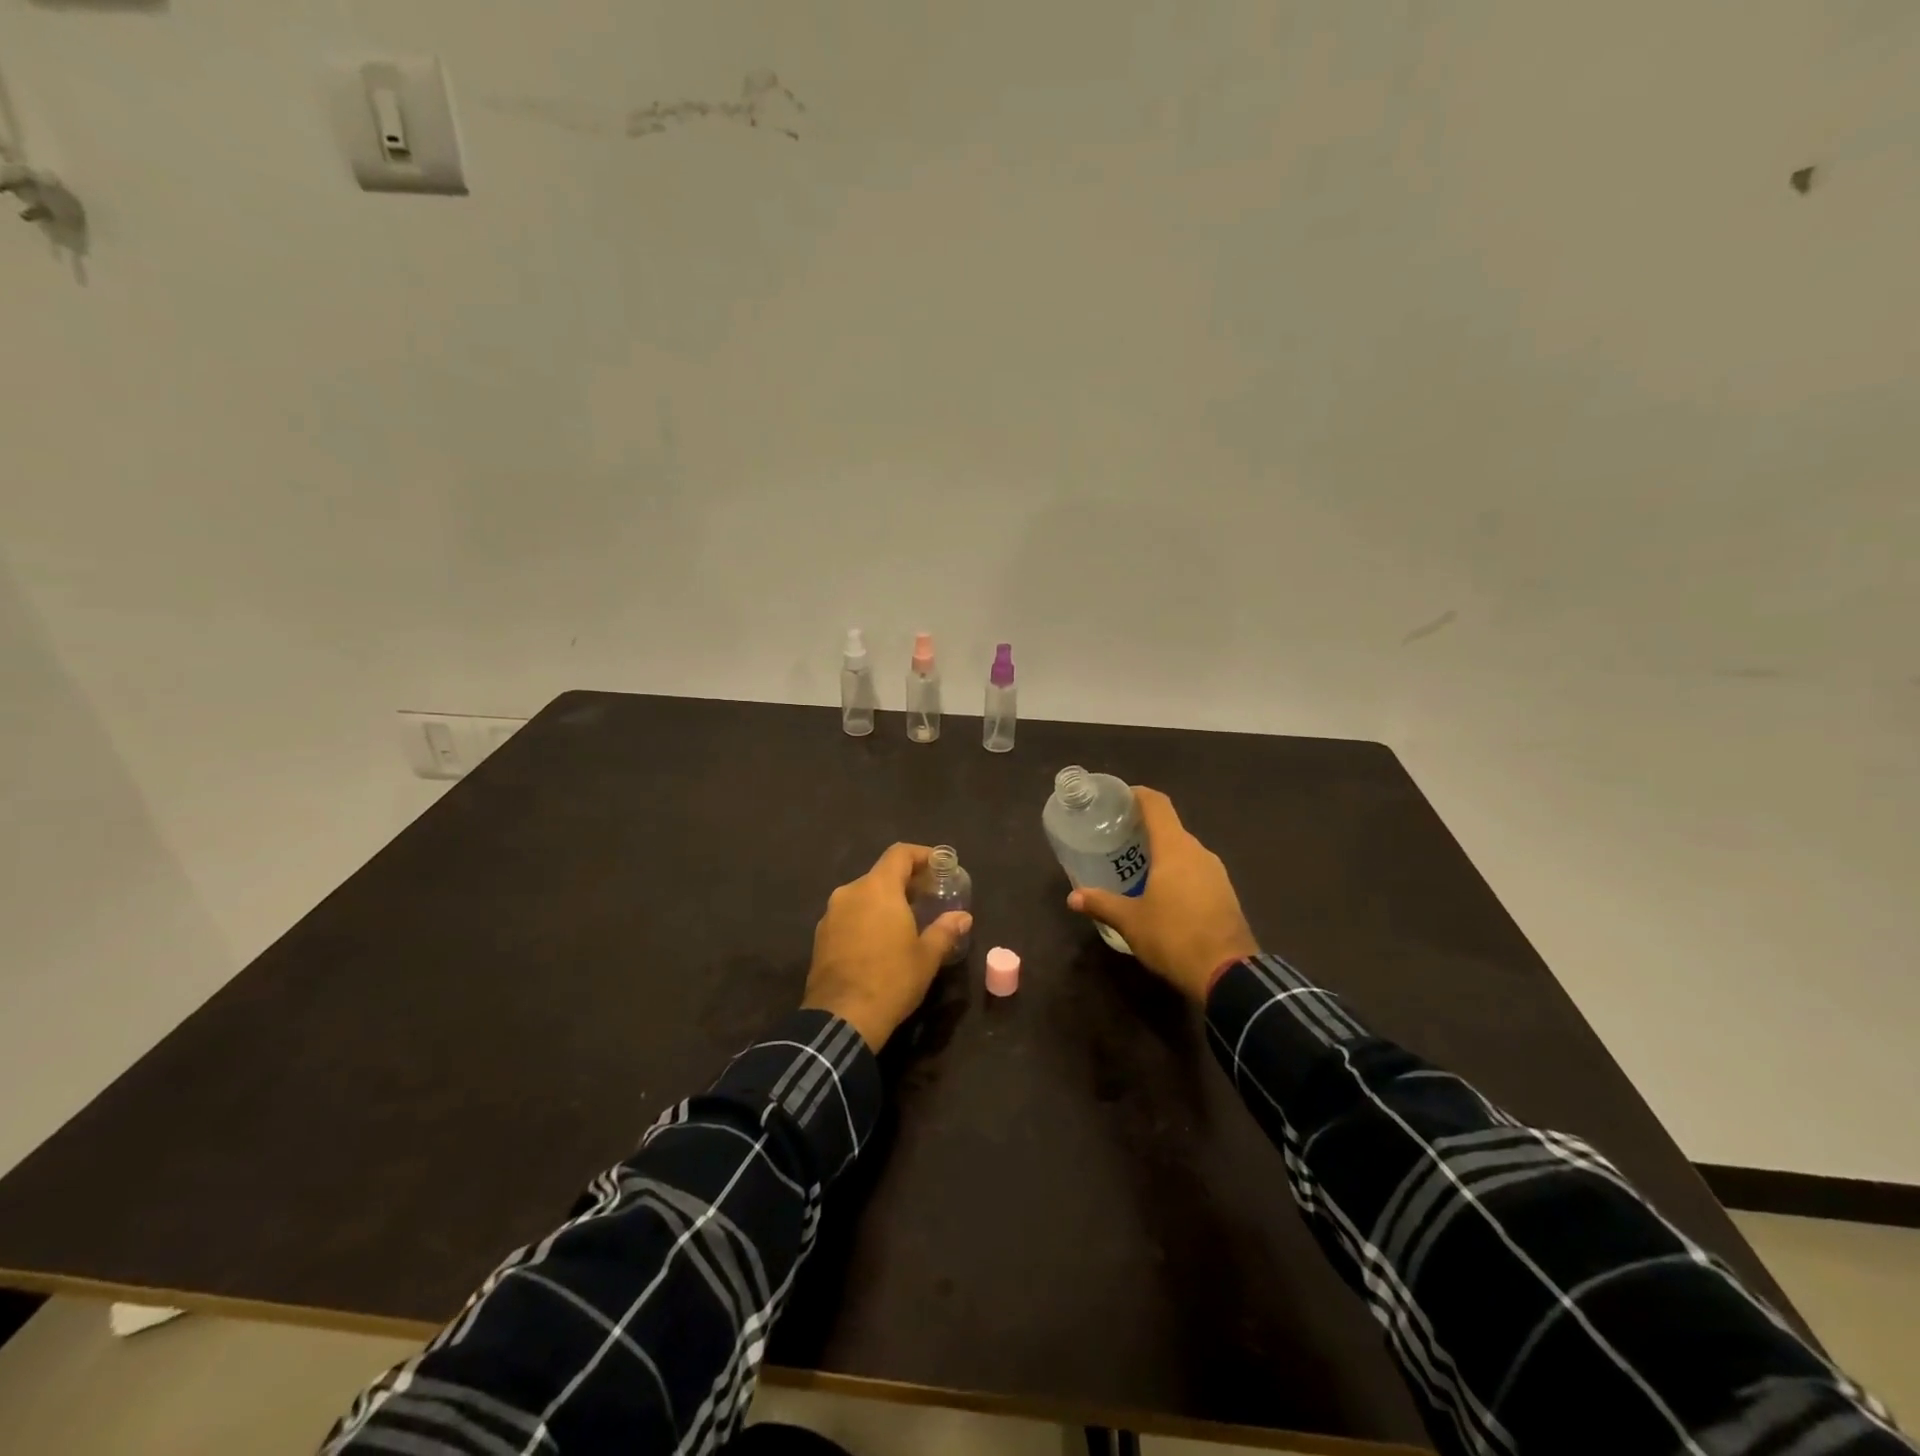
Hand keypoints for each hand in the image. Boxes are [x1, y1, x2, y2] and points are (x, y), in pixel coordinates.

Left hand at [803, 843, 972, 1050]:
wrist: (842, 1018)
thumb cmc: (891, 980)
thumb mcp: (927, 956)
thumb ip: (945, 930)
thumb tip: (963, 917)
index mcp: (878, 889)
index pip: (899, 854)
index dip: (921, 855)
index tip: (939, 866)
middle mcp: (851, 892)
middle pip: (881, 874)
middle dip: (905, 882)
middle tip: (928, 897)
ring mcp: (831, 914)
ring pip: (863, 895)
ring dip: (885, 901)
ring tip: (906, 920)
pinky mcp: (821, 936)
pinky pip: (849, 915)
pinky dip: (867, 918)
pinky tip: (880, 941)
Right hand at [1067, 787, 1257, 1001]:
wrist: (1228, 974)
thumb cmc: (1174, 936)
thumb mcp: (1130, 921)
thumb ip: (1101, 903)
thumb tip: (1073, 897)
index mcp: (1175, 848)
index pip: (1157, 804)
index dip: (1138, 795)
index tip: (1118, 799)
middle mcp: (1198, 852)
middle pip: (1170, 827)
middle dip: (1144, 829)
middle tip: (1117, 839)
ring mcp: (1216, 873)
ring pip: (1184, 851)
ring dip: (1161, 853)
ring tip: (1135, 866)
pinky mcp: (1225, 893)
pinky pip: (1196, 870)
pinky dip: (1177, 871)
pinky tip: (1161, 891)